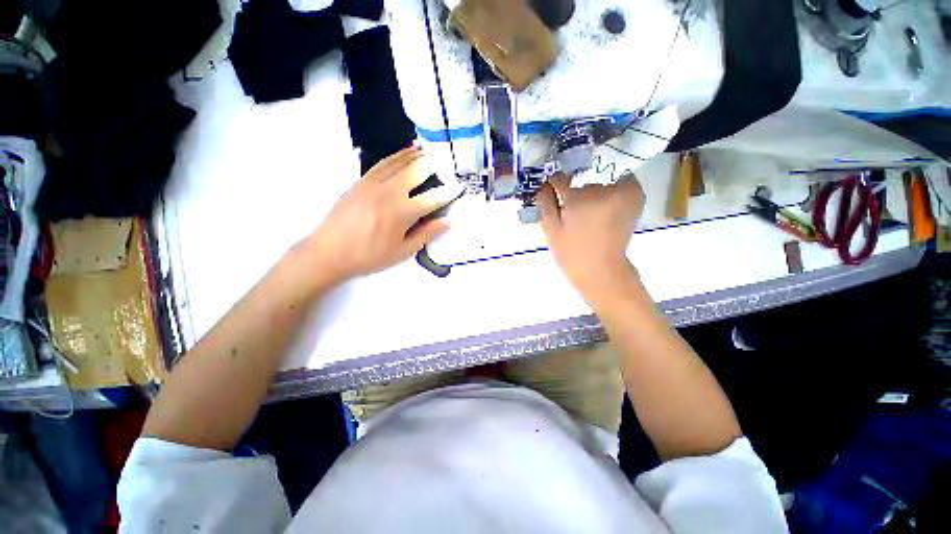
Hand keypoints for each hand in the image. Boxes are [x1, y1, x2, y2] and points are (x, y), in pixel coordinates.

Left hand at [300, 147, 460, 284]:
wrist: (328, 252)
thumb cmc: (369, 256)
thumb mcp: (402, 252)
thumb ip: (426, 234)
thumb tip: (448, 221)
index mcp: (402, 212)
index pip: (433, 198)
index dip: (449, 193)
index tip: (459, 188)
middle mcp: (390, 192)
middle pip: (416, 171)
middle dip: (434, 166)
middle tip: (445, 164)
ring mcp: (373, 183)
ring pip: (400, 162)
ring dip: (416, 156)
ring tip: (428, 151)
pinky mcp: (361, 181)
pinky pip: (383, 163)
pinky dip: (397, 156)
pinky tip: (404, 153)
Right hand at [537, 173, 644, 302]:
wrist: (601, 270)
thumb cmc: (571, 252)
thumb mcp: (551, 229)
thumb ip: (545, 202)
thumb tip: (544, 182)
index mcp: (581, 198)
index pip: (561, 179)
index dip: (554, 185)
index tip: (552, 192)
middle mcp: (605, 189)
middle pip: (583, 181)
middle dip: (576, 193)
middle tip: (572, 212)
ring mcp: (624, 192)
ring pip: (600, 183)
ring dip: (593, 194)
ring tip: (588, 216)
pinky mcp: (635, 197)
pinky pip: (619, 185)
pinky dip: (610, 193)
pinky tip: (602, 212)